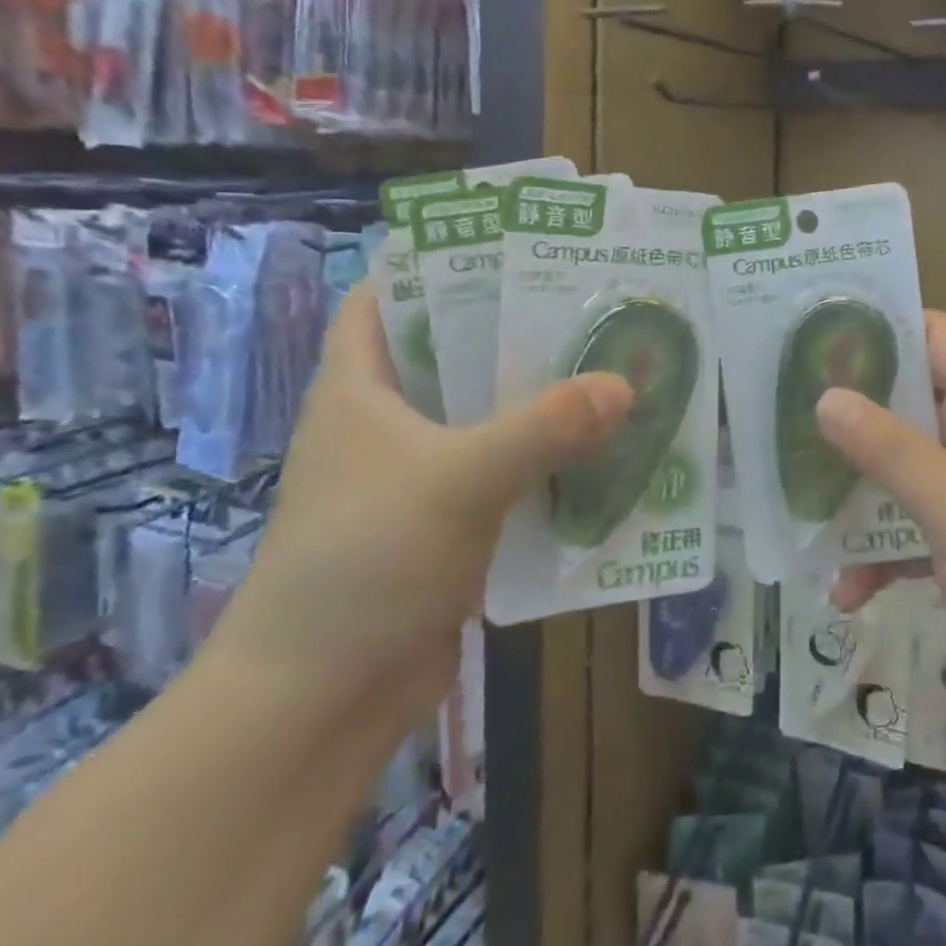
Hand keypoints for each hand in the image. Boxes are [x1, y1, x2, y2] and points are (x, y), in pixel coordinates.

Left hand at [205, 283, 632, 738]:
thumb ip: (544, 428)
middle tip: (588, 300)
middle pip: (454, 352)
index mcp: (360, 389)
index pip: (384, 298)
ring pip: (487, 414)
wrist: (319, 703)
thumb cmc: (365, 563)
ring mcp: (418, 475)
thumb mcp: (458, 480)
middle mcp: (387, 423)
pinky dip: (547, 457)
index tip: (508, 242)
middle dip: (516, 327)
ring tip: (610, 362)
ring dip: (541, 397)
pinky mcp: (450, 522)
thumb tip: (626, 384)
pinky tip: (602, 446)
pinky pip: (507, 470)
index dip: (435, 261)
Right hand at [818, 313, 945, 742]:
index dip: (881, 325)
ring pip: (902, 473)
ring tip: (794, 502)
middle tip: (778, 412)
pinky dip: (880, 554)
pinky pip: (912, 533)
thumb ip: (892, 451)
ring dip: (856, 490)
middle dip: (849, 413)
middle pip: (906, 405)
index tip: (814, 329)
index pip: (935, 337)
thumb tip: (827, 397)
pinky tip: (843, 591)